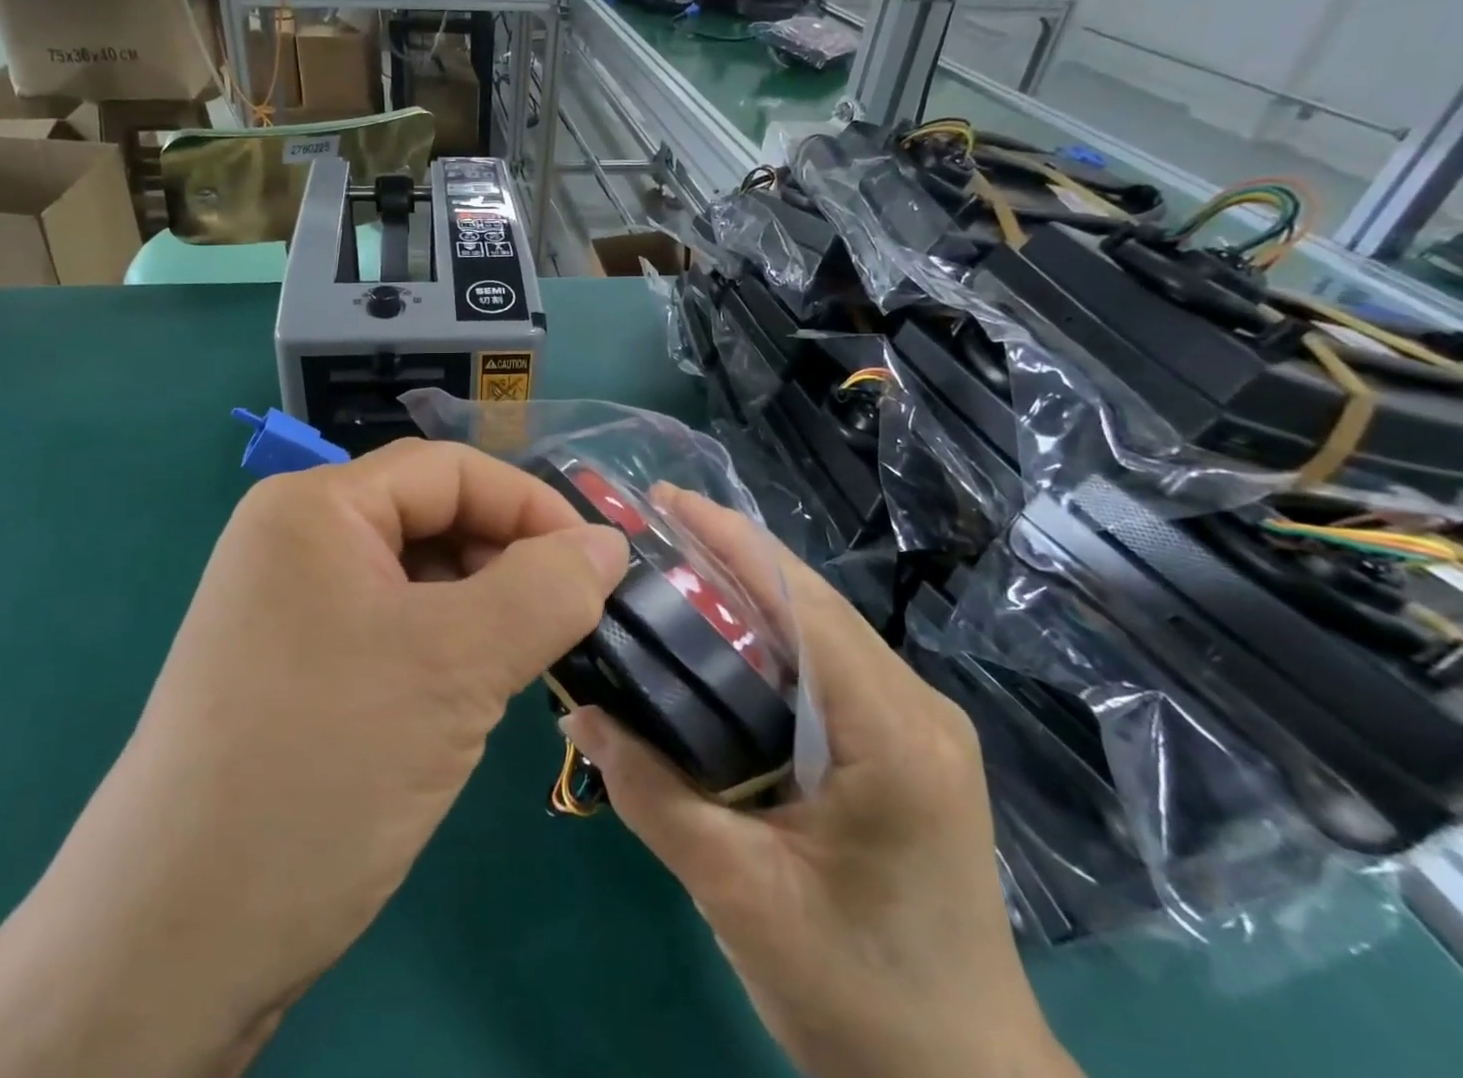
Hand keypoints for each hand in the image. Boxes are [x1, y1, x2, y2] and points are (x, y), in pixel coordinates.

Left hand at [0, 441, 626, 1077]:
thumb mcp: (454, 666)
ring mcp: (289, 607)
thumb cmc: (321, 768)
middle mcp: (295, 540)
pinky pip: (391, 627)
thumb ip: (545, 589)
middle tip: (569, 620)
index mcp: (316, 507)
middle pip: (431, 518)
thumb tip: (608, 543)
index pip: (450, 470)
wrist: (170, 945)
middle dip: (508, 558)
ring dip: (482, 607)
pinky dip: (445, 647)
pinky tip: (469, 696)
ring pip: (417, 577)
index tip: (600, 565)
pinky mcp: (294, 667)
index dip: (532, 506)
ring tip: (524, 662)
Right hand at [562, 487, 1079, 1077]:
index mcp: (892, 732)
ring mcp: (916, 725)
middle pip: (811, 603)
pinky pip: (827, 665)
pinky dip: (769, 635)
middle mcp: (916, 706)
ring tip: (672, 567)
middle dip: (731, 554)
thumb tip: (582, 710)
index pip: (803, 602)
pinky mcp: (903, 746)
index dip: (732, 541)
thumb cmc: (860, 999)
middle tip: (651, 529)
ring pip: (819, 628)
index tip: (664, 501)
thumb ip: (655, 796)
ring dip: (748, 591)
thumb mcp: (741, 897)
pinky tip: (718, 637)